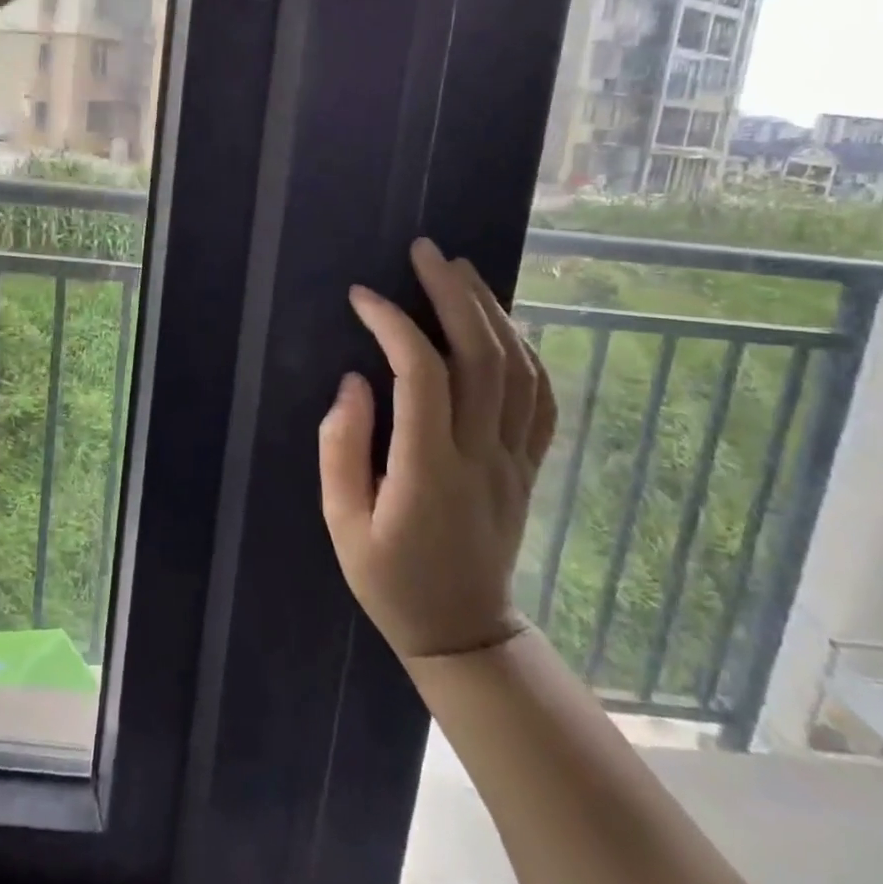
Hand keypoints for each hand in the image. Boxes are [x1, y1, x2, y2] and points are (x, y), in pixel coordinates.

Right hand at [319, 238, 556, 660]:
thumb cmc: (390, 580)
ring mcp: (514, 459)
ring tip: (462, 270)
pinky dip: (526, 351)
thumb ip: (342, 449)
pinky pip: (541, 399)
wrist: (462, 632)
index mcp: (428, 470)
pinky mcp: (529, 466)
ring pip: (518, 369)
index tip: (363, 297)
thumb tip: (354, 382)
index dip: (393, 324)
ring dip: (491, 311)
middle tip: (425, 251)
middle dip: (453, 294)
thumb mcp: (343, 524)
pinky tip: (503, 324)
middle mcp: (480, 455)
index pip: (419, 375)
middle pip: (481, 357)